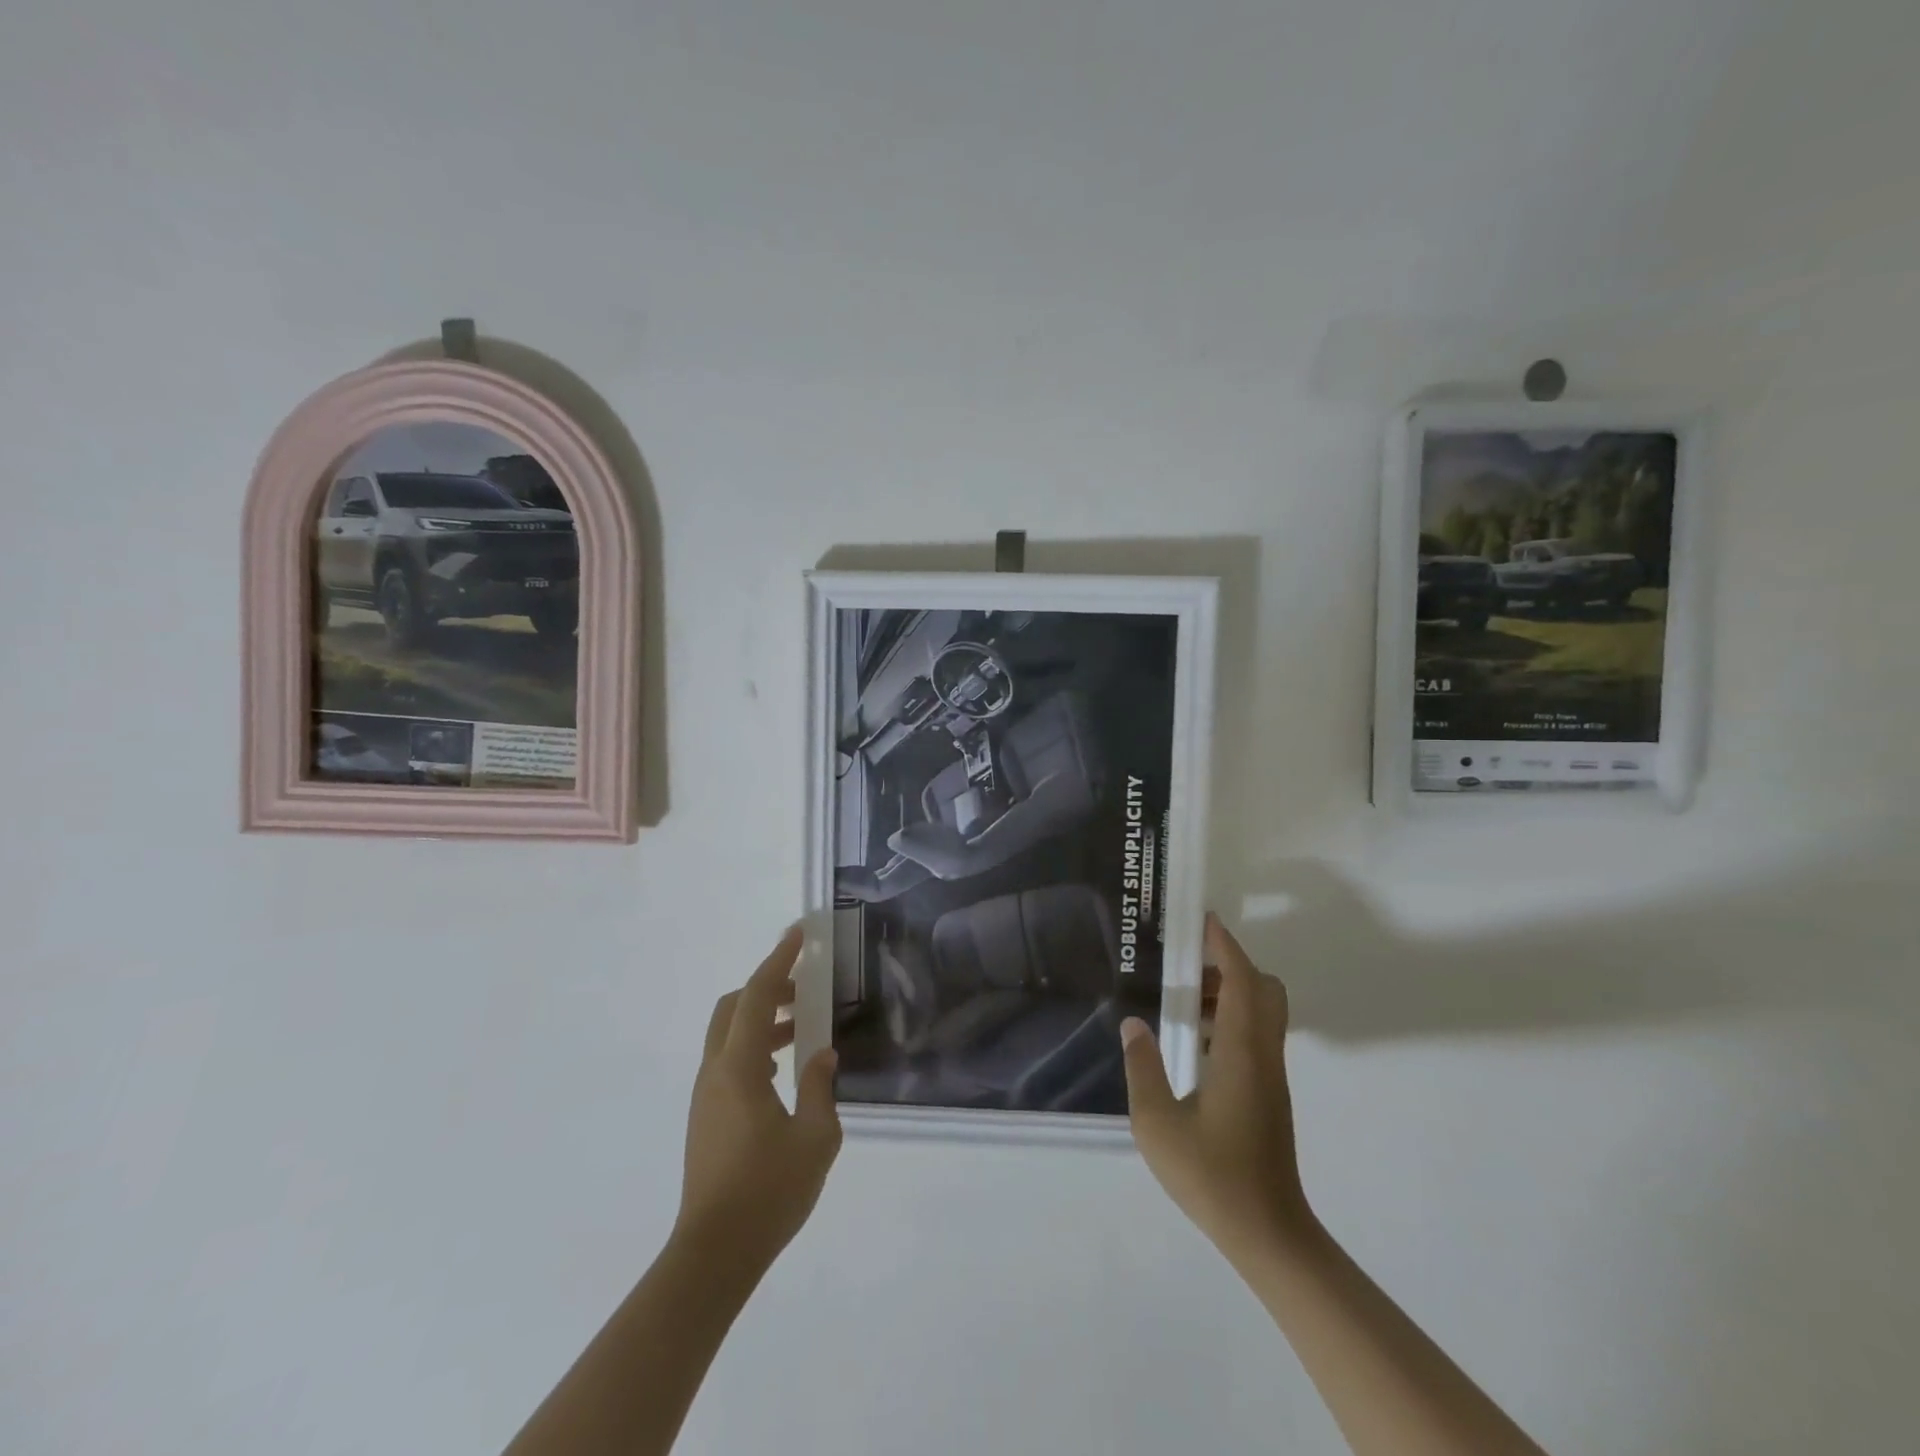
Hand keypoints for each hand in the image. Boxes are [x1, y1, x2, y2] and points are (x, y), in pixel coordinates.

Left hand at [674, 926, 841, 1272]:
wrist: (713, 1256)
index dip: (779, 960)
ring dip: (763, 1020)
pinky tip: (782, 1071)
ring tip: (801, 1029)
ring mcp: (706, 1096)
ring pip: (729, 1035)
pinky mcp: (706, 1117)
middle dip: (767, 988)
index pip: (757, 995)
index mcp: (739, 1067)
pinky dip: (754, 1047)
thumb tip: (823, 1055)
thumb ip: (820, 1087)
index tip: (799, 934)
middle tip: (804, 990)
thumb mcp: (815, 1138)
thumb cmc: (768, 1193)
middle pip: (734, 1008)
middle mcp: (715, 1072)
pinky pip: (729, 1061)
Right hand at [1122, 912, 1314, 1267]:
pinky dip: (1232, 1020)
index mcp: (1242, 1053)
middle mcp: (1264, 1056)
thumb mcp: (1157, 1123)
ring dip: (1232, 993)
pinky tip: (1196, 1042)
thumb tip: (1134, 1024)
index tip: (1204, 921)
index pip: (1243, 981)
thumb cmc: (1211, 1175)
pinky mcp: (1269, 1094)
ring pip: (1263, 1013)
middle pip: (1265, 990)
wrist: (1267, 1233)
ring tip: (1185, 999)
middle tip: (1191, 964)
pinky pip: (1257, 1036)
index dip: (1226, 947)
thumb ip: (1142, 1068)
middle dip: (1232, 965)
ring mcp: (1271, 1076)